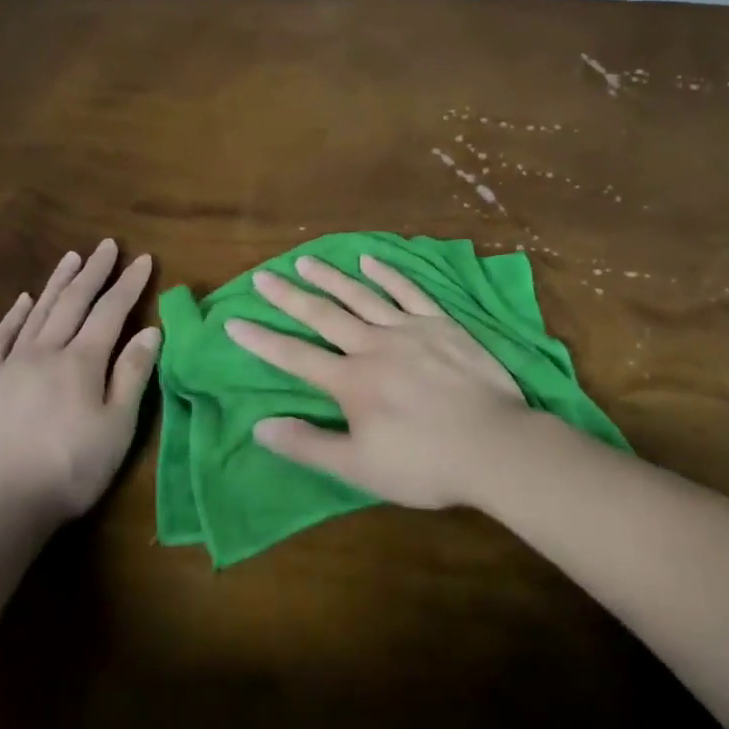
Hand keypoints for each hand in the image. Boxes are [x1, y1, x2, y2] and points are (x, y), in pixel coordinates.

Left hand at [0, 239, 161, 522]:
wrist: (0, 505)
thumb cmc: (71, 468)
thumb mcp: (117, 425)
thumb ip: (132, 374)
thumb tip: (149, 330)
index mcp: (82, 361)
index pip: (111, 311)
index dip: (129, 284)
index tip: (143, 259)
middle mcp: (46, 352)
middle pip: (73, 302)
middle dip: (94, 272)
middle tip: (106, 245)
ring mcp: (12, 366)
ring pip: (38, 312)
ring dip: (57, 282)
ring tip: (72, 258)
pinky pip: (1, 339)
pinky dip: (13, 316)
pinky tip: (22, 301)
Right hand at [224, 253, 528, 508]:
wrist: (494, 446)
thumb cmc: (425, 463)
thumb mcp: (359, 468)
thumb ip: (308, 445)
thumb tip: (260, 426)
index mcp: (351, 382)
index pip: (295, 357)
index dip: (262, 340)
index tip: (234, 321)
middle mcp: (373, 346)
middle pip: (323, 315)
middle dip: (289, 296)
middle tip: (263, 276)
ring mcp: (409, 329)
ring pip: (361, 296)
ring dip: (331, 277)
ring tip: (306, 260)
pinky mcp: (441, 323)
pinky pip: (408, 291)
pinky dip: (387, 274)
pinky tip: (370, 260)